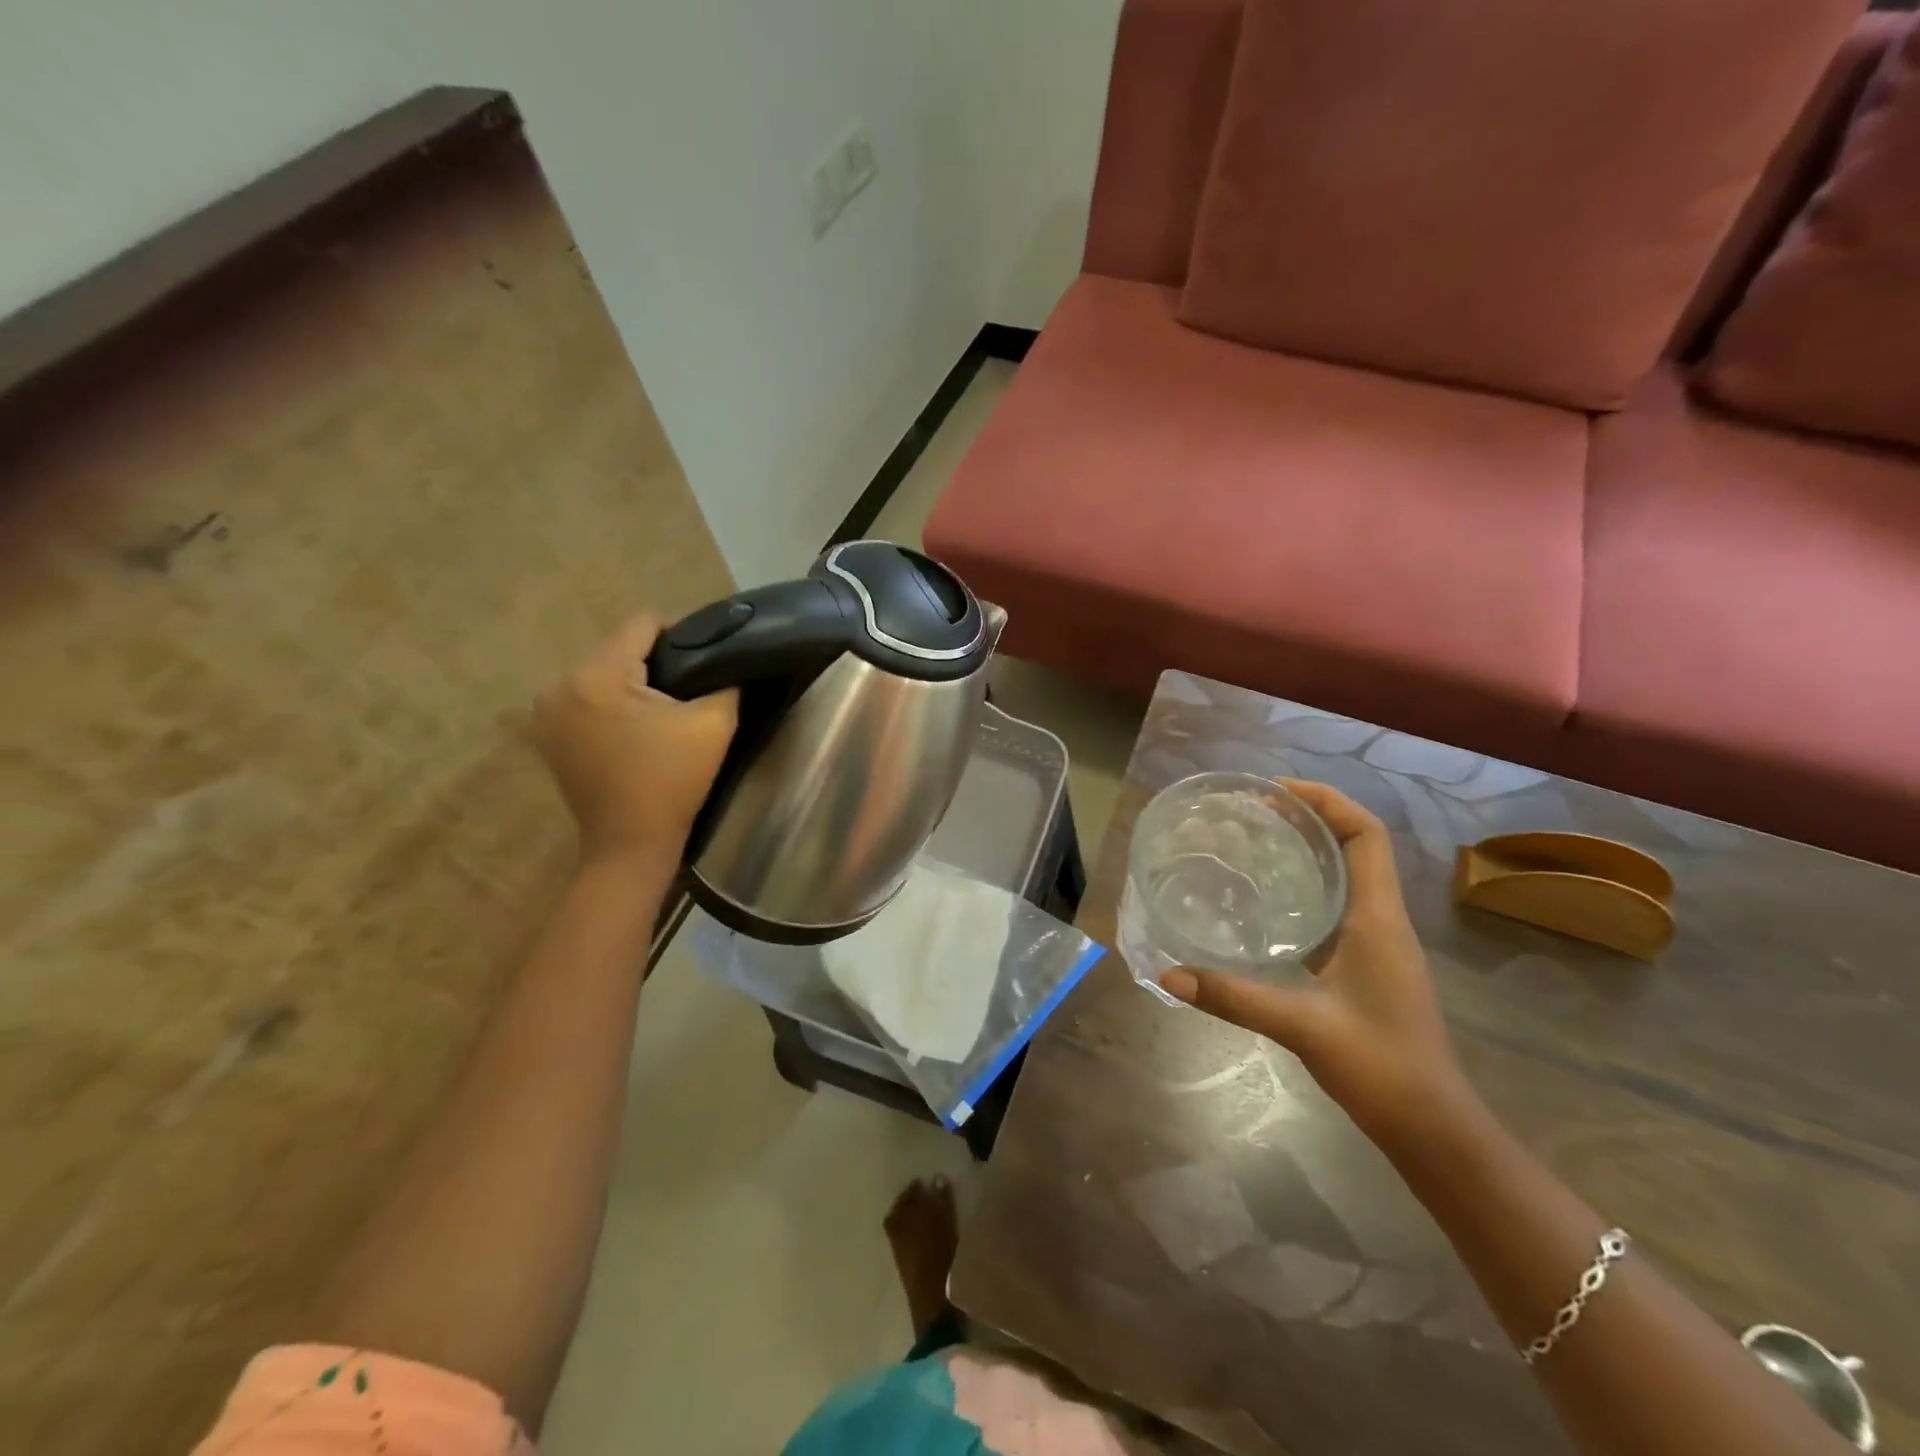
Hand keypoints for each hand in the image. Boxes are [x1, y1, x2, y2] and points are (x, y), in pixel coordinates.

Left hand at [531, 614, 737, 867]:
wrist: (630, 845)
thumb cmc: (673, 782)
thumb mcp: (714, 724)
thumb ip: (723, 679)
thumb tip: (724, 659)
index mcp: (597, 675)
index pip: (643, 624)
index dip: (683, 632)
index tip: (709, 656)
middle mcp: (560, 683)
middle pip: (620, 647)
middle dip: (657, 659)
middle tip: (693, 685)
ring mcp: (546, 710)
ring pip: (603, 671)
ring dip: (634, 681)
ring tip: (667, 706)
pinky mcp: (547, 732)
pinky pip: (589, 696)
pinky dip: (614, 702)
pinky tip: (638, 726)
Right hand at [1158, 779, 1472, 1147]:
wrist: (1434, 1127)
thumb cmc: (1381, 1067)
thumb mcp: (1301, 1026)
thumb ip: (1233, 997)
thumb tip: (1170, 974)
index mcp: (1377, 918)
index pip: (1365, 834)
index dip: (1326, 800)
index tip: (1275, 791)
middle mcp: (1382, 920)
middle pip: (1355, 845)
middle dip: (1309, 817)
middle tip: (1251, 812)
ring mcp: (1378, 944)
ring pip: (1348, 875)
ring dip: (1309, 850)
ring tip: (1254, 843)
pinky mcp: (1368, 965)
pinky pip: (1338, 906)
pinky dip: (1306, 888)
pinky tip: (1266, 904)